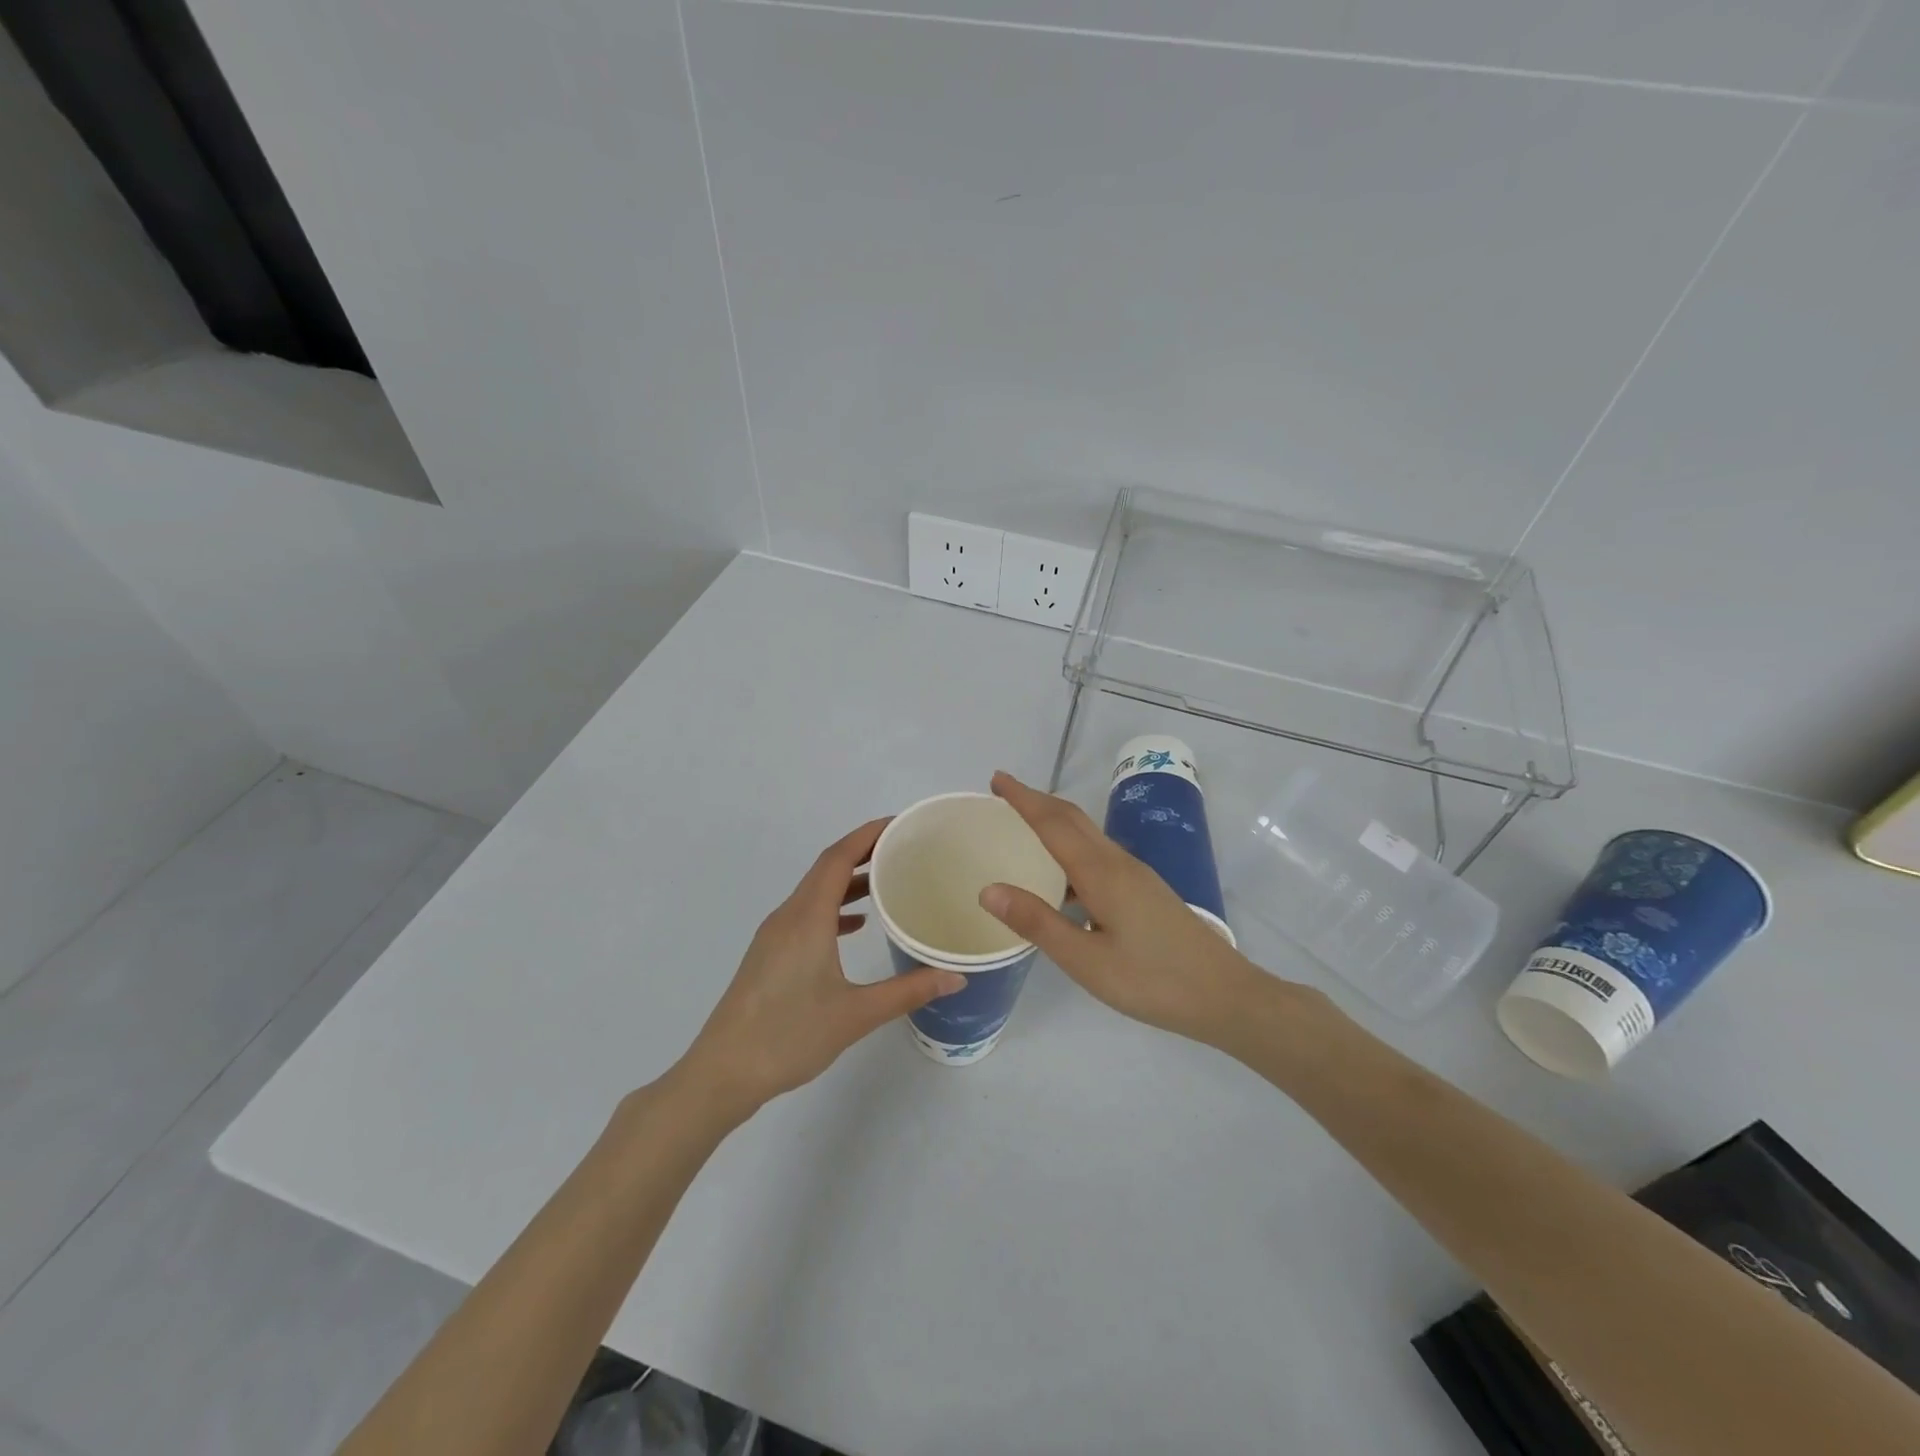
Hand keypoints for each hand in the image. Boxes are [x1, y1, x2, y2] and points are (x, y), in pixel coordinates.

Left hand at [676, 819, 965, 1117]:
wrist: (722, 1073)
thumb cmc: (788, 1036)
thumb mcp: (856, 1014)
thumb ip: (908, 991)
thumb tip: (956, 977)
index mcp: (807, 918)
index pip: (837, 858)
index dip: (867, 835)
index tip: (898, 823)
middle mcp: (787, 916)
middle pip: (825, 868)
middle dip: (862, 852)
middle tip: (902, 849)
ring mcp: (774, 935)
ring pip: (814, 892)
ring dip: (847, 881)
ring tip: (886, 881)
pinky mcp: (768, 954)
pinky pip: (805, 914)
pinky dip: (832, 908)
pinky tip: (854, 926)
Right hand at [979, 772, 1273, 1046]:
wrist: (1225, 995)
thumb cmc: (1153, 981)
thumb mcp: (1087, 961)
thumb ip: (1038, 923)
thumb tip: (988, 890)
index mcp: (1101, 873)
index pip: (1053, 823)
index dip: (1023, 799)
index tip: (996, 779)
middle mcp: (1118, 863)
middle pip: (1073, 818)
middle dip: (1037, 800)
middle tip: (1003, 793)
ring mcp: (1136, 875)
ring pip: (1088, 834)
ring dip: (1054, 820)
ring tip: (1024, 827)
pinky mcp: (1145, 890)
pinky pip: (1099, 854)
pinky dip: (1071, 847)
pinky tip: (1062, 878)